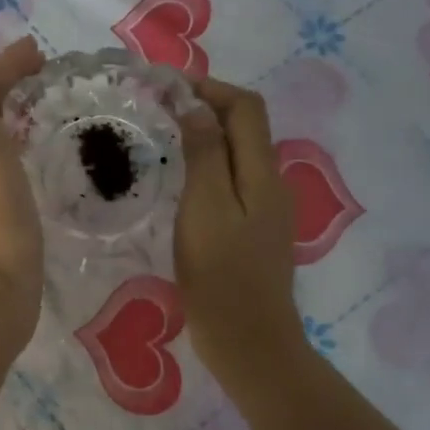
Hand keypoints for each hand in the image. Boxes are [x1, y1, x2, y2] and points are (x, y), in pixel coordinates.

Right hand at [174, 79, 306, 395]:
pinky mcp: (253, 232)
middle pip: (245, 127)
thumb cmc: (221, 276)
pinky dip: (207, 166)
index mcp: (262, 173)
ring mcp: (265, 210)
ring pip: (238, 155)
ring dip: (206, 136)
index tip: (165, 87)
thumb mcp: (206, 209)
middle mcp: (270, 183)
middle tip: (159, 109)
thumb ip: (205, 154)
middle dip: (206, 107)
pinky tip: (181, 182)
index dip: (210, 87)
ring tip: (164, 138)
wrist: (248, 342)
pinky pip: (232, 182)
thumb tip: (196, 105)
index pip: (245, 107)